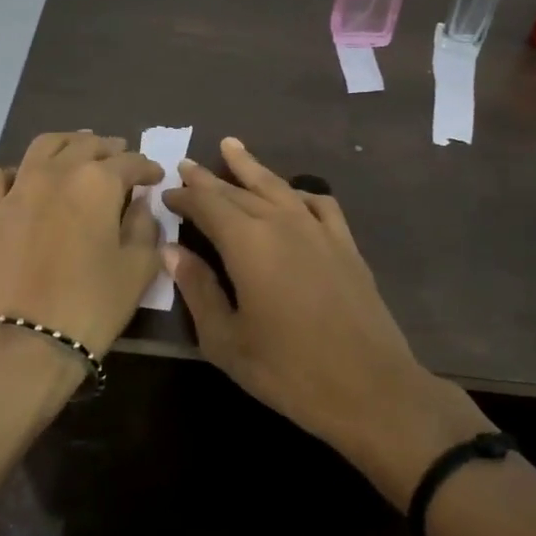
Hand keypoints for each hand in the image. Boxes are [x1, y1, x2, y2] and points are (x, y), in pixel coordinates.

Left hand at [0, 132, 163, 358]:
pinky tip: (26, 183)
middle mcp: (57, 172)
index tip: (155, 177)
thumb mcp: (138, 268)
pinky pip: (0, 176)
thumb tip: (140, 203)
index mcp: (98, 182)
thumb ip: (145, 227)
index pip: (130, 162)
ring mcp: (17, 188)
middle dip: (108, 149)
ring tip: (77, 154)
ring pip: (44, 146)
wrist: (24, 342)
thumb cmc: (92, 305)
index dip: (147, 168)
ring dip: (67, 145)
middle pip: (87, 145)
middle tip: (120, 159)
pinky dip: (18, 172)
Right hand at [162, 137, 488, 495]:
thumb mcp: (226, 340)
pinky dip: (299, 192)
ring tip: (232, 147)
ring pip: (278, 186)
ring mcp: (318, 229)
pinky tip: (292, 195)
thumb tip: (172, 251)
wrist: (369, 387)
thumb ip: (198, 289)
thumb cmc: (288, 370)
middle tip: (187, 165)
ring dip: (251, 167)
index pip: (207, 205)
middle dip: (209, 179)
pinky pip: (319, 203)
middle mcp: (281, 222)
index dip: (185, 197)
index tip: (166, 194)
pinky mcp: (345, 244)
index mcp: (247, 242)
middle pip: (238, 191)